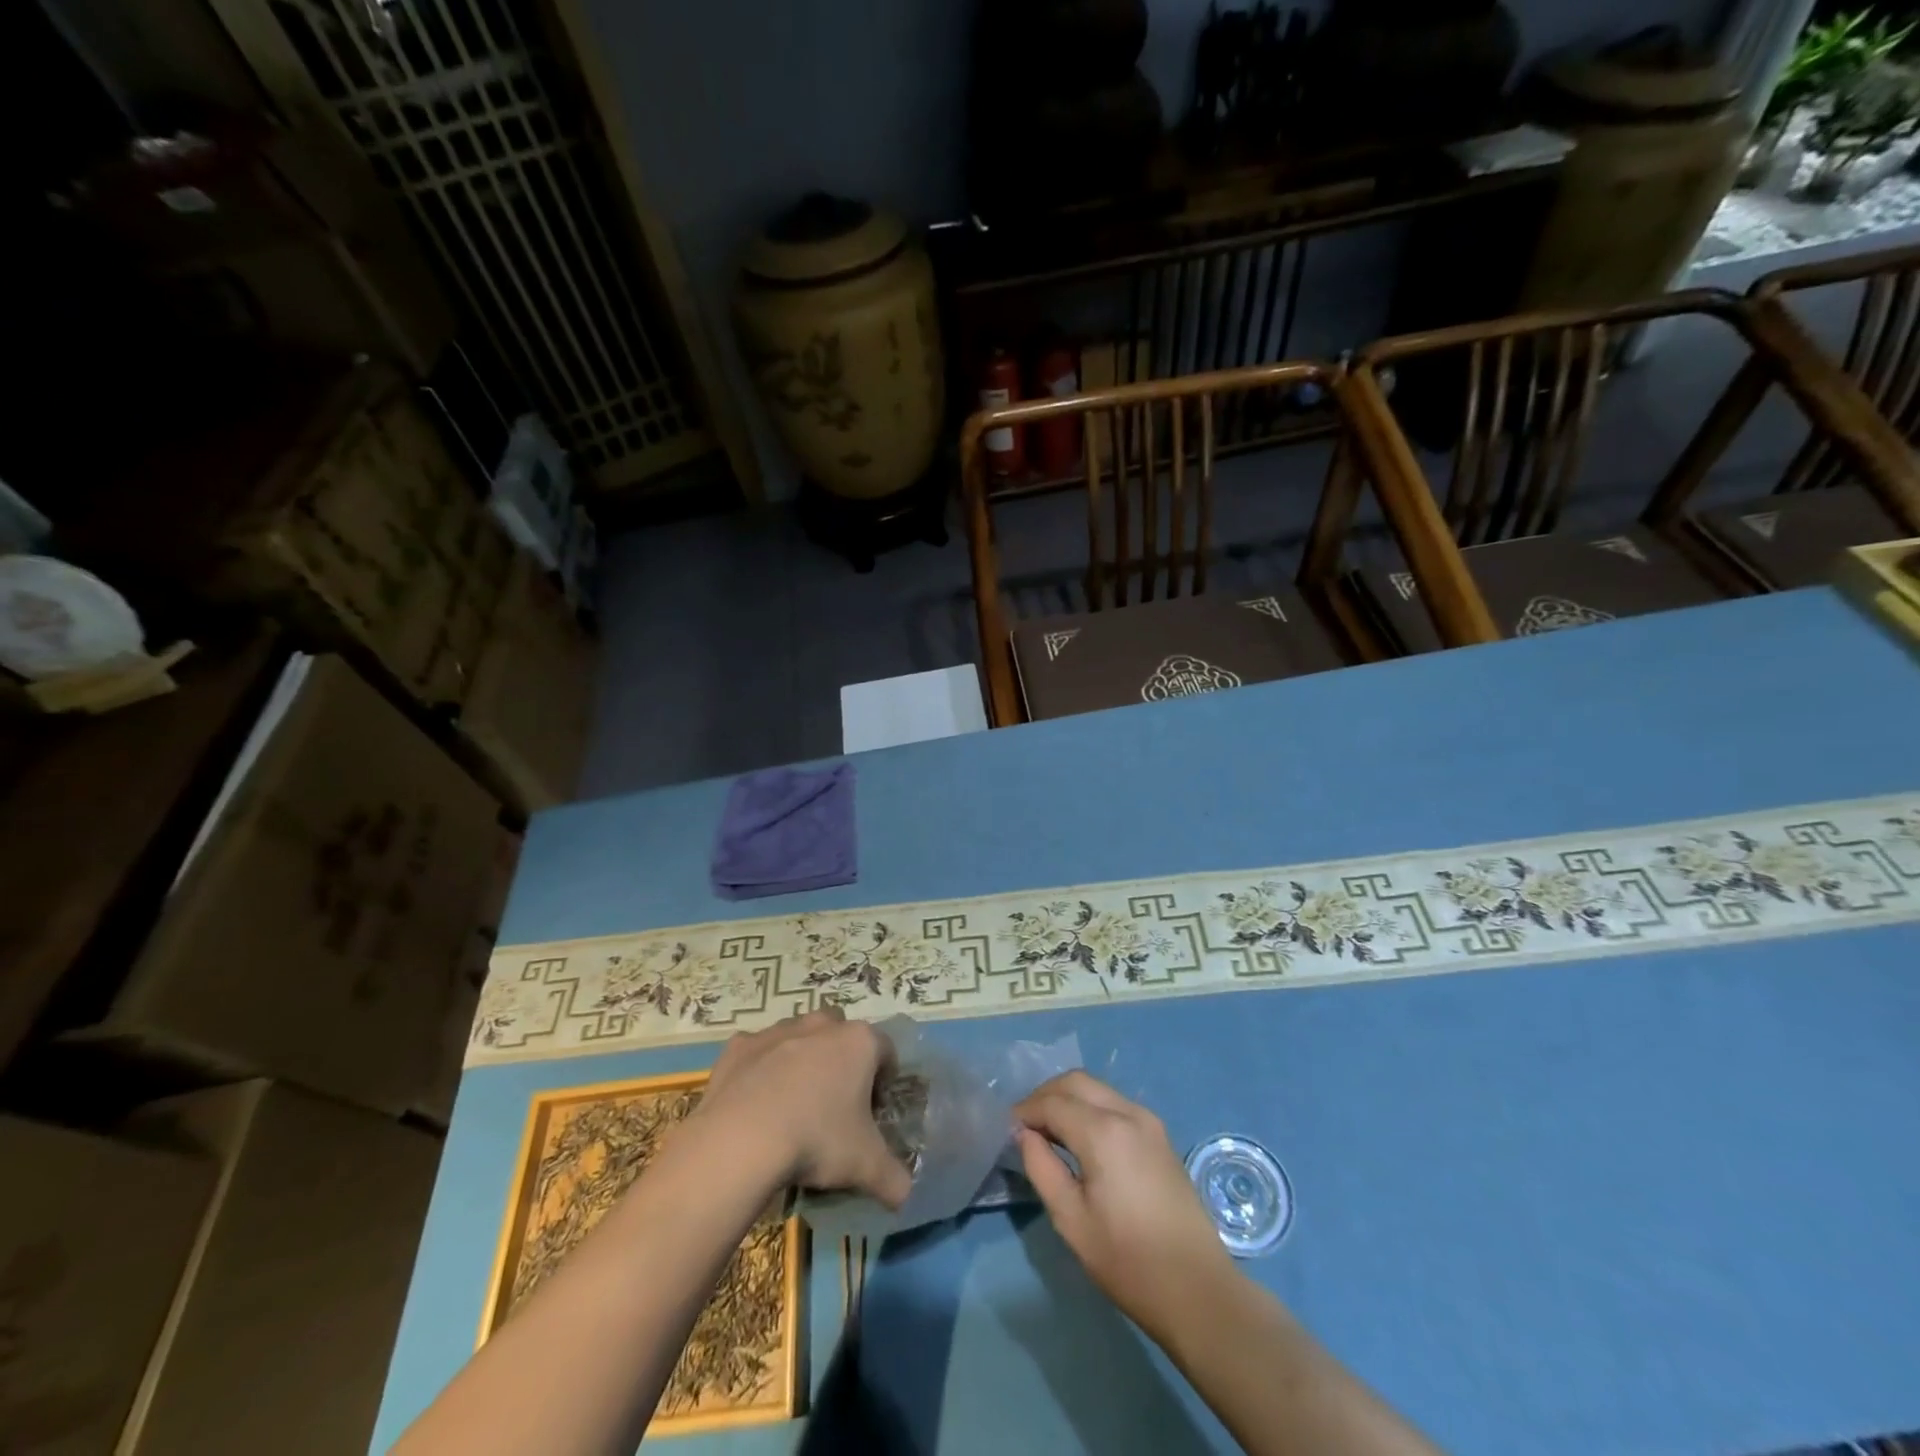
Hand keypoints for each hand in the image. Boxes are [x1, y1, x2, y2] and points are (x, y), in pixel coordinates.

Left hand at [692, 1009, 912, 1208]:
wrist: (740, 1140)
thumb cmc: (816, 1140)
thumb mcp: (866, 1167)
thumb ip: (894, 1179)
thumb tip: (905, 1194)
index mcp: (859, 1042)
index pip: (886, 1051)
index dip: (884, 1080)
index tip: (873, 1112)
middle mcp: (821, 1025)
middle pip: (841, 1036)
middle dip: (842, 1061)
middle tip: (834, 1106)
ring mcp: (777, 1031)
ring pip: (799, 1038)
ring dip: (801, 1062)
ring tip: (793, 1108)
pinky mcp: (740, 1047)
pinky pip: (758, 1054)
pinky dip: (760, 1071)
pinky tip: (755, 1106)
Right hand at [1015, 1071, 1236, 1340]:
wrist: (1198, 1290)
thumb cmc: (1128, 1261)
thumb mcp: (1071, 1220)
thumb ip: (1041, 1168)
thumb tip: (1025, 1135)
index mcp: (1103, 1132)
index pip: (1052, 1103)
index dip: (1024, 1111)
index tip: (1006, 1129)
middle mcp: (1127, 1112)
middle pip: (1076, 1082)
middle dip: (1045, 1095)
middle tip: (1025, 1125)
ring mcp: (1148, 1121)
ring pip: (1097, 1088)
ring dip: (1068, 1099)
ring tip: (1048, 1131)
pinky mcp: (1160, 1135)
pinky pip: (1115, 1103)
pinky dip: (1090, 1108)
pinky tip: (1080, 1138)